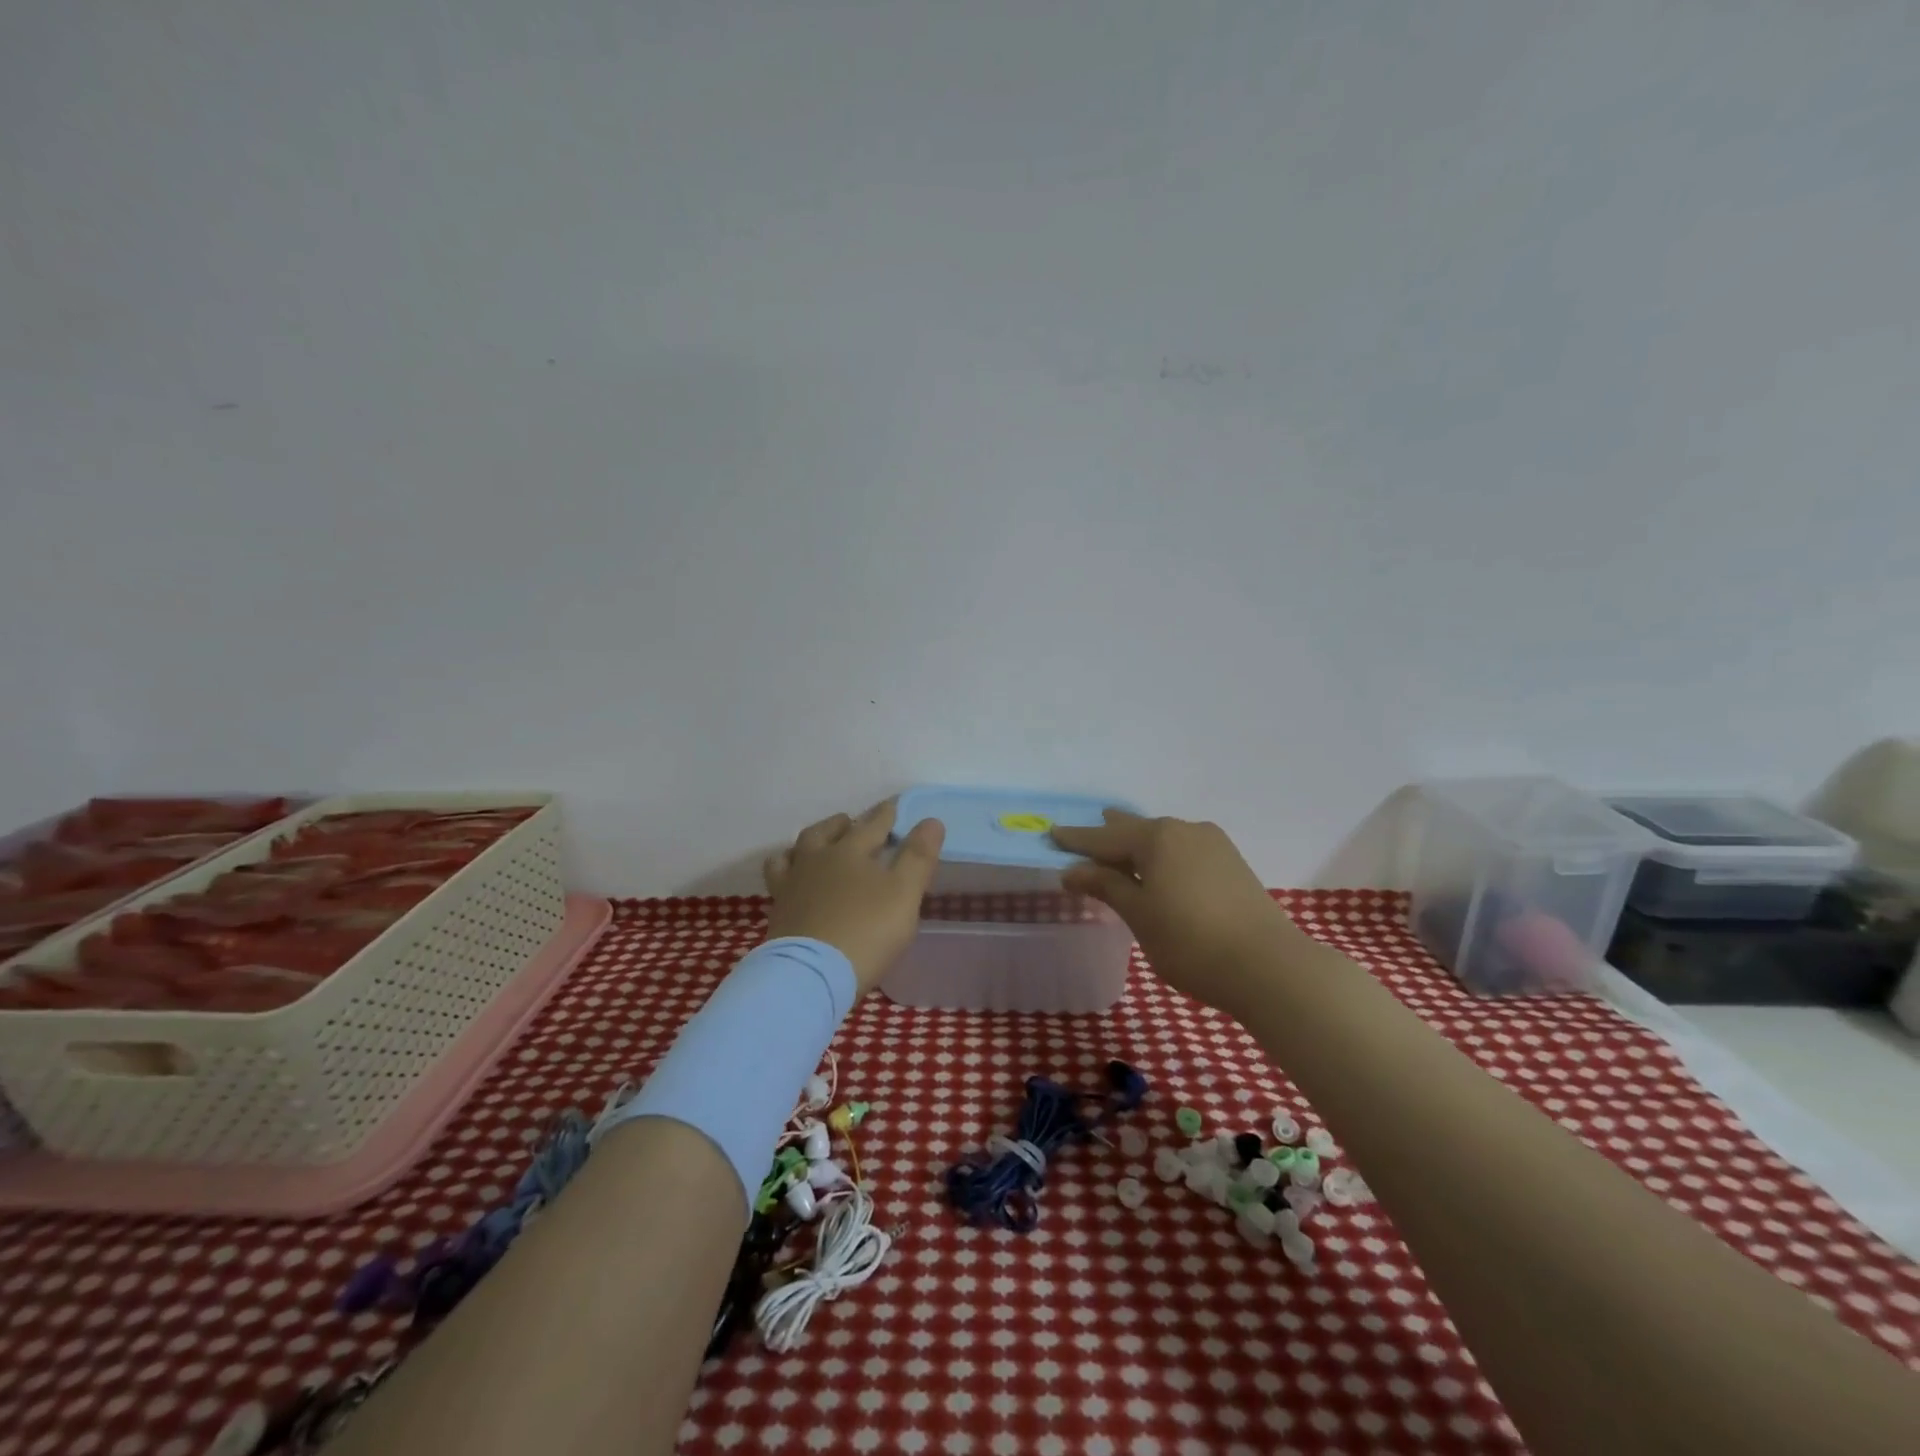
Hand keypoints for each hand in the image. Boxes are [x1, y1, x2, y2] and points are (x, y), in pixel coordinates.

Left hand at [763, 799, 944, 993]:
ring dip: (809, 844)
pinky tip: (796, 882)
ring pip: (794, 852)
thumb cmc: (866, 931)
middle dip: (842, 824)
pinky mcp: (778, 912)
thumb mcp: (904, 894)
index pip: (871, 825)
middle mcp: (816, 860)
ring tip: (818, 847)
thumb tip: (931, 821)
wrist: (811, 975)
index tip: (893, 806)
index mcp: (849, 851)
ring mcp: (791, 886)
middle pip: (825, 832)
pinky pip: (778, 880)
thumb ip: (918, 857)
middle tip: (852, 824)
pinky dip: (789, 872)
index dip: (885, 815)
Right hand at [1052, 810, 1306, 1018]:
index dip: (1076, 839)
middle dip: (1109, 836)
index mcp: (1156, 837)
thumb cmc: (1190, 941)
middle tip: (1085, 838)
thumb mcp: (1139, 914)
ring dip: (1138, 847)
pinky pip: (1184, 850)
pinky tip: (1161, 870)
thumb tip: (1072, 870)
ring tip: (1121, 853)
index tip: (1052, 834)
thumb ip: (1106, 886)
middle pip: (1136, 830)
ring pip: (1163, 839)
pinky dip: (1163, 857)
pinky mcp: (1232, 863)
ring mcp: (1213, 845)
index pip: (1104, 837)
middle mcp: (1184, 830)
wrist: (1269, 966)